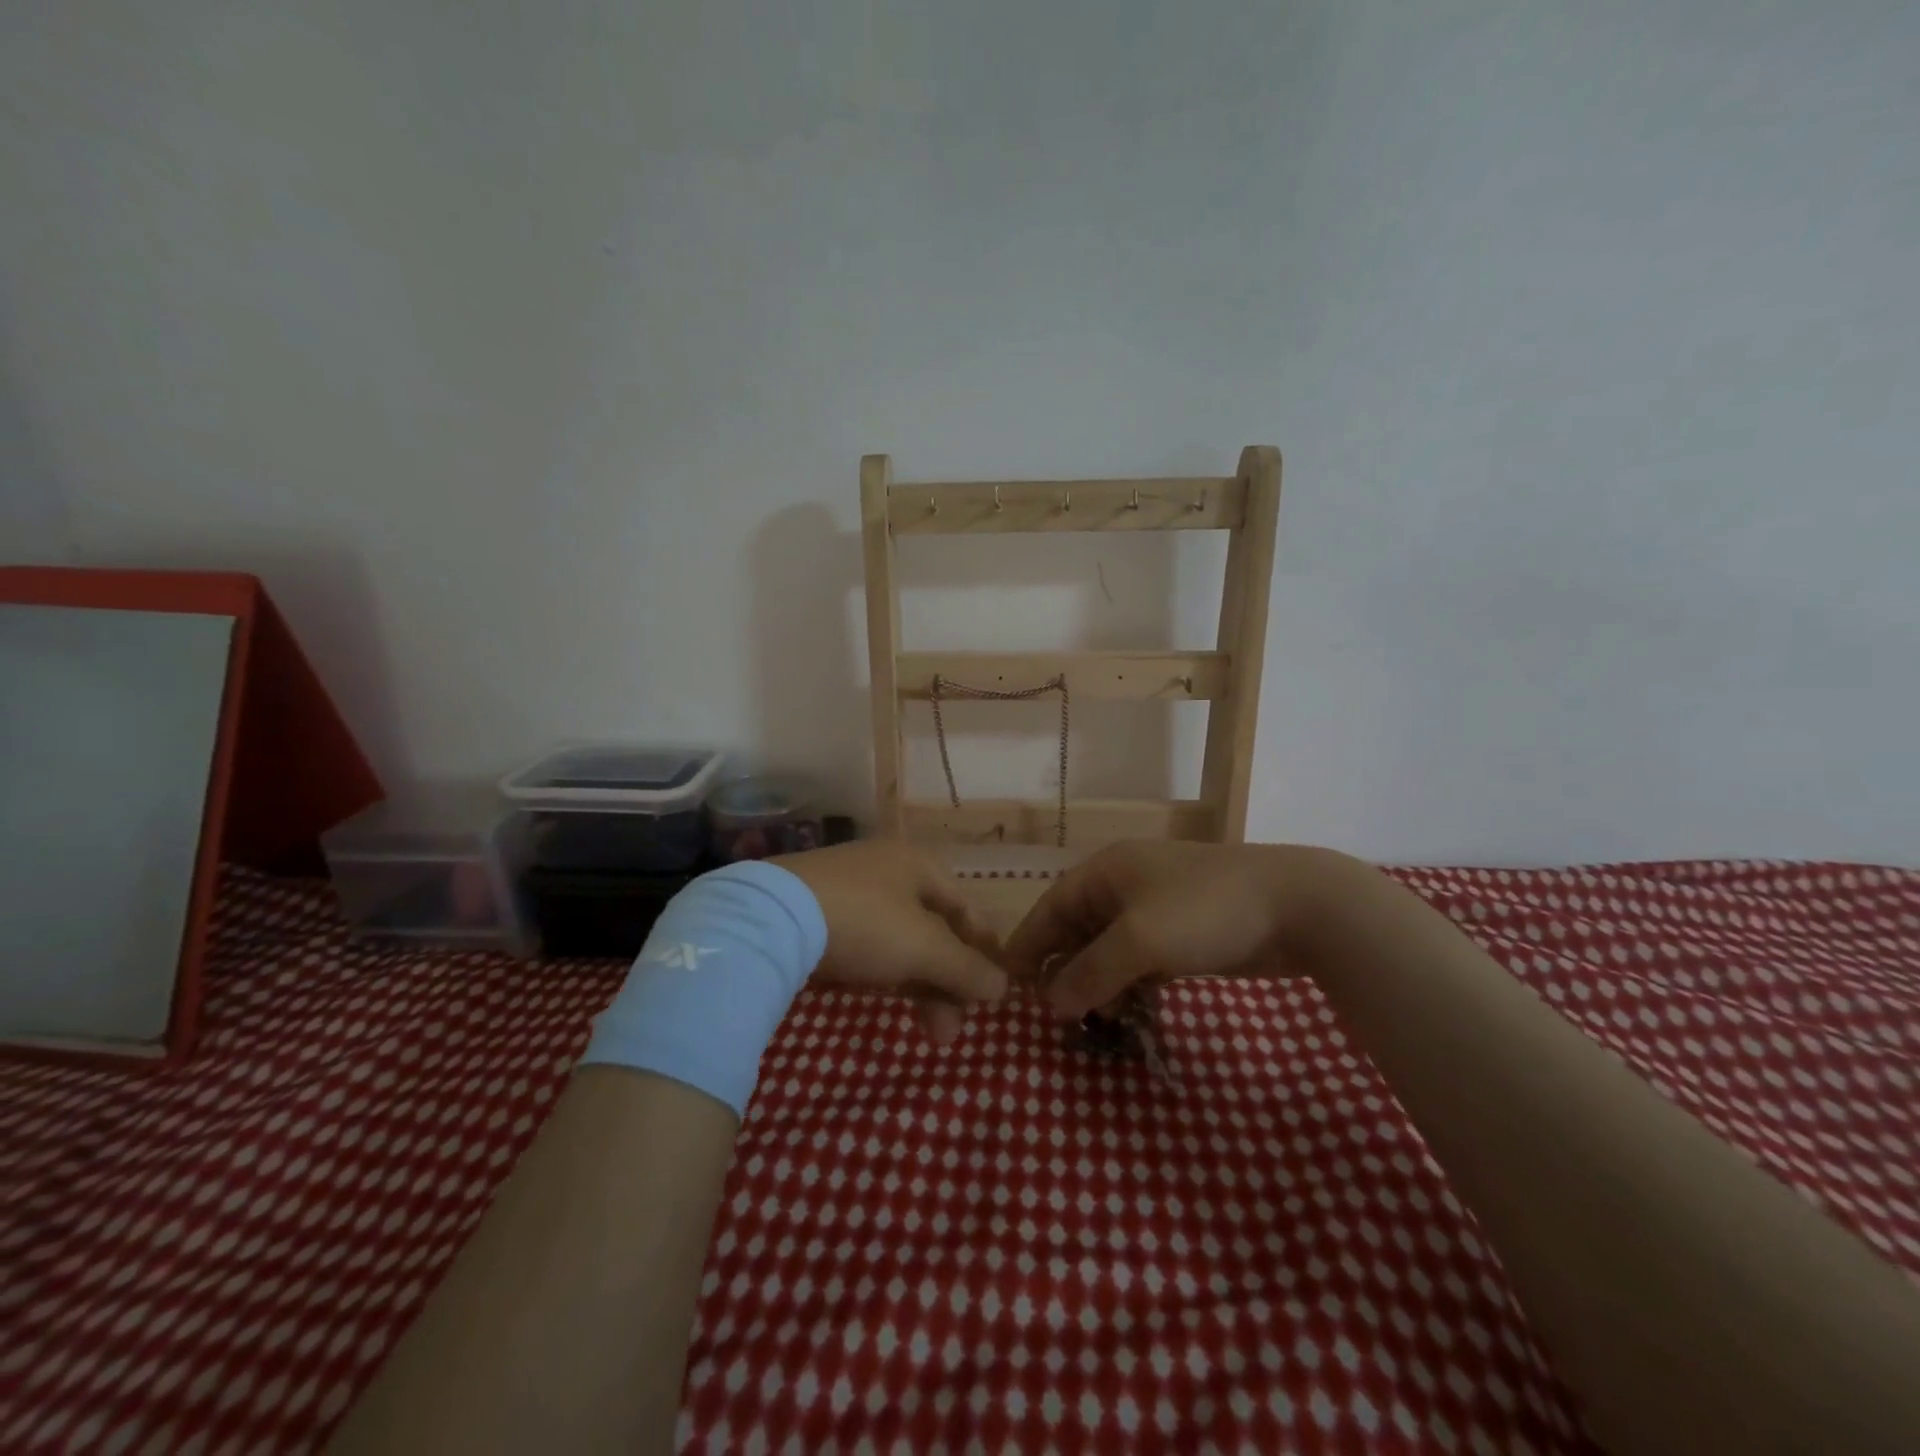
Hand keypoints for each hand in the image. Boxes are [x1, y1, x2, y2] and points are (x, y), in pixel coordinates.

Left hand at [771, 840, 1009, 1043]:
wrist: (771, 917)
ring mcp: (852, 889)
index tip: (990, 996)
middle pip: (935, 930)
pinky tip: (881, 998)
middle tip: (950, 1032)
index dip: (984, 951)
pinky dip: (885, 972)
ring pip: (901, 941)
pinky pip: (868, 943)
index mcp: (920, 865)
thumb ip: (967, 968)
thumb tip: (1003, 987)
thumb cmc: (865, 922)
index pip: (967, 909)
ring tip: (927, 1032)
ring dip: (920, 985)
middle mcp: (890, 870)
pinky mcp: (820, 912)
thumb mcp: (924, 948)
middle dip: (949, 983)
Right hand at [1004, 840, 1357, 1018]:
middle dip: (1064, 968)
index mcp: (1106, 872)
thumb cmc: (1204, 911)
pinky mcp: (1183, 933)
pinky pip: (1140, 960)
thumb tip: (1050, 1001)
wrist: (1297, 907)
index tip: (1008, 982)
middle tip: (1053, 1012)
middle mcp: (1125, 886)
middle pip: (1078, 929)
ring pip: (1110, 949)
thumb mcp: (1139, 941)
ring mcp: (1156, 909)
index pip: (1051, 907)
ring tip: (1095, 1019)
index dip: (1028, 943)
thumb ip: (1090, 972)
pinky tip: (1130, 1011)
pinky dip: (1130, 984)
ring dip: (1098, 982)